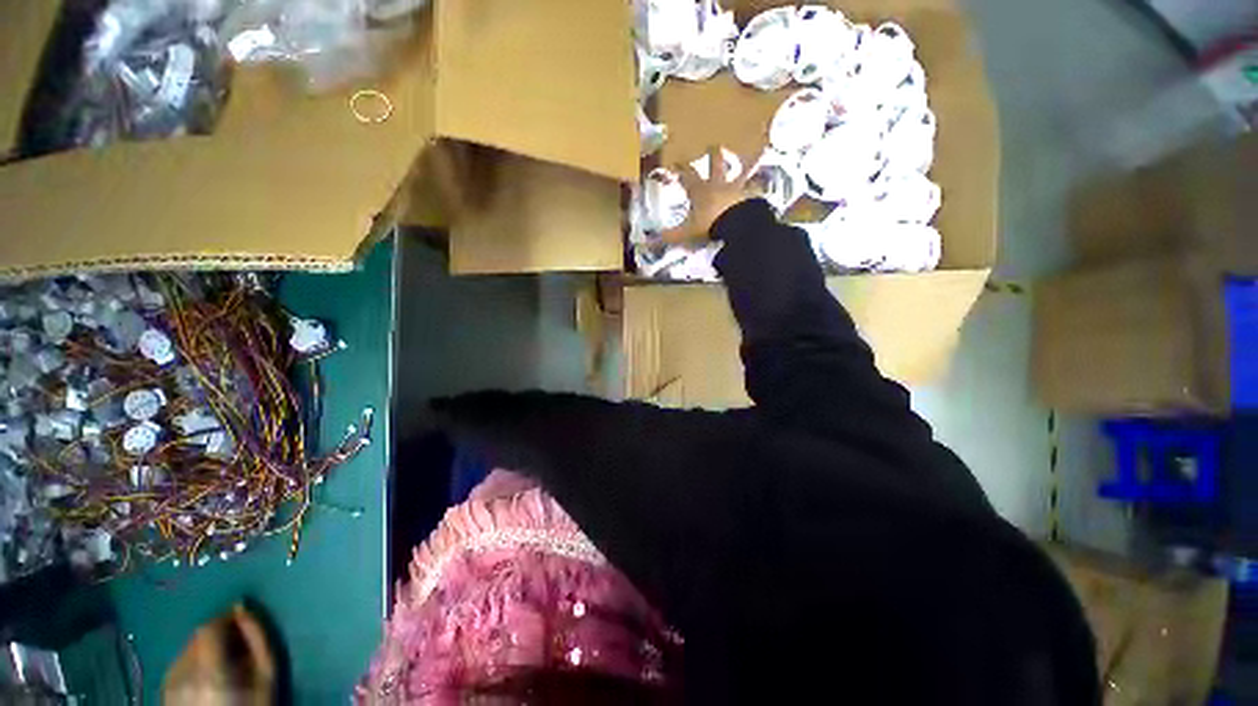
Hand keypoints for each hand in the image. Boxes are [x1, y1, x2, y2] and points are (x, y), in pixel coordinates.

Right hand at [662, 146, 764, 244]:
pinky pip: (756, 189)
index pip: (687, 176)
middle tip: (713, 145)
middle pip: (715, 165)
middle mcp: (718, 185)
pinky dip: (758, 186)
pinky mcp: (752, 197)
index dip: (681, 169)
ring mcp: (737, 189)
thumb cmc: (709, 225)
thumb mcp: (686, 233)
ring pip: (740, 172)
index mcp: (700, 191)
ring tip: (754, 152)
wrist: (737, 226)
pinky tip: (762, 184)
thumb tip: (651, 241)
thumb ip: (671, 236)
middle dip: (713, 155)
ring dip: (744, 164)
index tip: (677, 161)